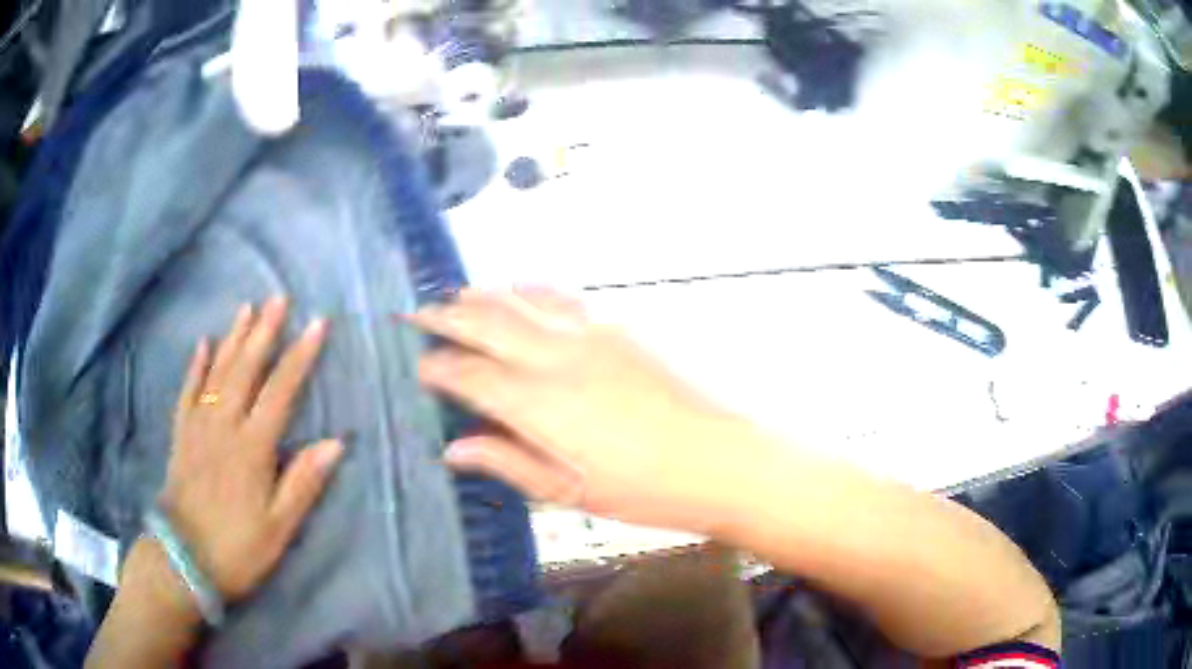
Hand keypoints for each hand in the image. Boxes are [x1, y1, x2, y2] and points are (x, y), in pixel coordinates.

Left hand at [159, 297, 342, 601]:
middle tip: (279, 298)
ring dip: (233, 338)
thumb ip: (303, 482)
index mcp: (252, 448)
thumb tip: (336, 443)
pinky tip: (203, 343)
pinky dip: (196, 365)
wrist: (183, 560)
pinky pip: (188, 391)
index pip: (280, 391)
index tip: (316, 324)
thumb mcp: (279, 527)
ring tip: (246, 308)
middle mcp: (224, 426)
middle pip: (246, 370)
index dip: (299, 356)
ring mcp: (198, 426)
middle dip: (264, 331)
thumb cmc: (238, 548)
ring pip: (217, 372)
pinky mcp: (181, 434)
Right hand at [409, 289, 758, 533]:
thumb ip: (506, 462)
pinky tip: (521, 289)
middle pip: (484, 322)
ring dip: (483, 295)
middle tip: (416, 314)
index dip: (436, 367)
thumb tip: (453, 448)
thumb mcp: (567, 493)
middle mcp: (554, 357)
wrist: (719, 458)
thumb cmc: (643, 489)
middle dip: (443, 316)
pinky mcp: (619, 326)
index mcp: (536, 404)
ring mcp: (589, 333)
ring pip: (519, 299)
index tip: (419, 367)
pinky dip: (530, 289)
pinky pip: (562, 295)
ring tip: (458, 296)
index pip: (467, 374)